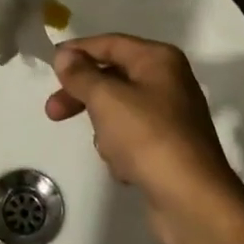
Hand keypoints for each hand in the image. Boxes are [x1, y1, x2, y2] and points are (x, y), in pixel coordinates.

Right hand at [46, 35, 241, 226]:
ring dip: (105, 128)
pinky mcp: (170, 147)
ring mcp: (171, 116)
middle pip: (113, 77)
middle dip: (84, 95)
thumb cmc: (148, 137)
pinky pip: (133, 138)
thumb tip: (64, 54)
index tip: (51, 65)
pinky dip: (122, 150)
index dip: (78, 51)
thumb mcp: (106, 99)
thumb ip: (81, 74)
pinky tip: (125, 168)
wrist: (192, 200)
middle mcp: (169, 81)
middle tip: (53, 112)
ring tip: (109, 149)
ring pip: (120, 110)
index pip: (109, 44)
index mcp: (159, 59)